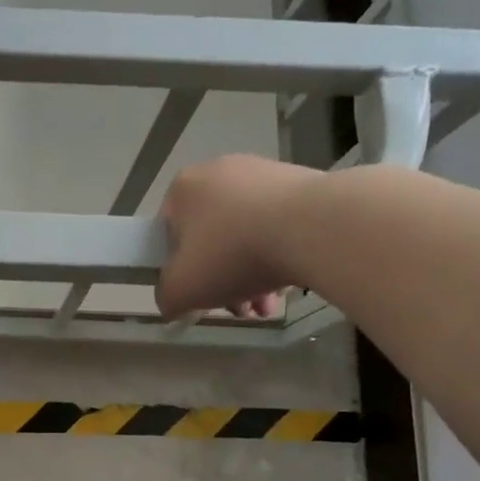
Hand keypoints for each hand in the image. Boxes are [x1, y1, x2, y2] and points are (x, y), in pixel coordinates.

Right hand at [155, 155, 322, 319]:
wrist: (312, 227)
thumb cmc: (232, 255)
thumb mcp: (181, 289)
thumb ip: (166, 297)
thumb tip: (172, 301)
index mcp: (182, 188)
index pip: (168, 234)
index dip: (179, 271)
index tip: (198, 295)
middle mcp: (217, 171)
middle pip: (210, 238)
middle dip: (222, 280)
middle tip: (238, 309)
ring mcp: (261, 172)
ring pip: (245, 235)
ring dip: (251, 274)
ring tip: (267, 305)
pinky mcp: (299, 181)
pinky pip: (278, 224)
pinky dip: (279, 253)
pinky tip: (289, 281)